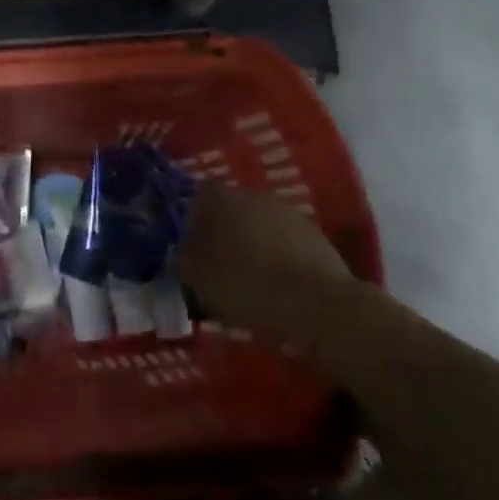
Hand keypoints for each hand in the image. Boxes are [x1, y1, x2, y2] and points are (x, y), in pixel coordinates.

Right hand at [174, 186, 353, 337]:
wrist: (319, 304)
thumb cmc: (249, 286)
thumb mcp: (201, 281)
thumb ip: (183, 262)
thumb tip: (178, 253)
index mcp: (223, 199)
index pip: (198, 197)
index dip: (191, 221)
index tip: (189, 248)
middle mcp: (254, 195)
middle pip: (229, 209)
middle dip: (221, 233)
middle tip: (216, 265)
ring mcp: (287, 212)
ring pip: (257, 224)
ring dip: (250, 244)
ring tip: (247, 278)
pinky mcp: (313, 233)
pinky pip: (282, 240)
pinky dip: (276, 256)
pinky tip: (276, 283)